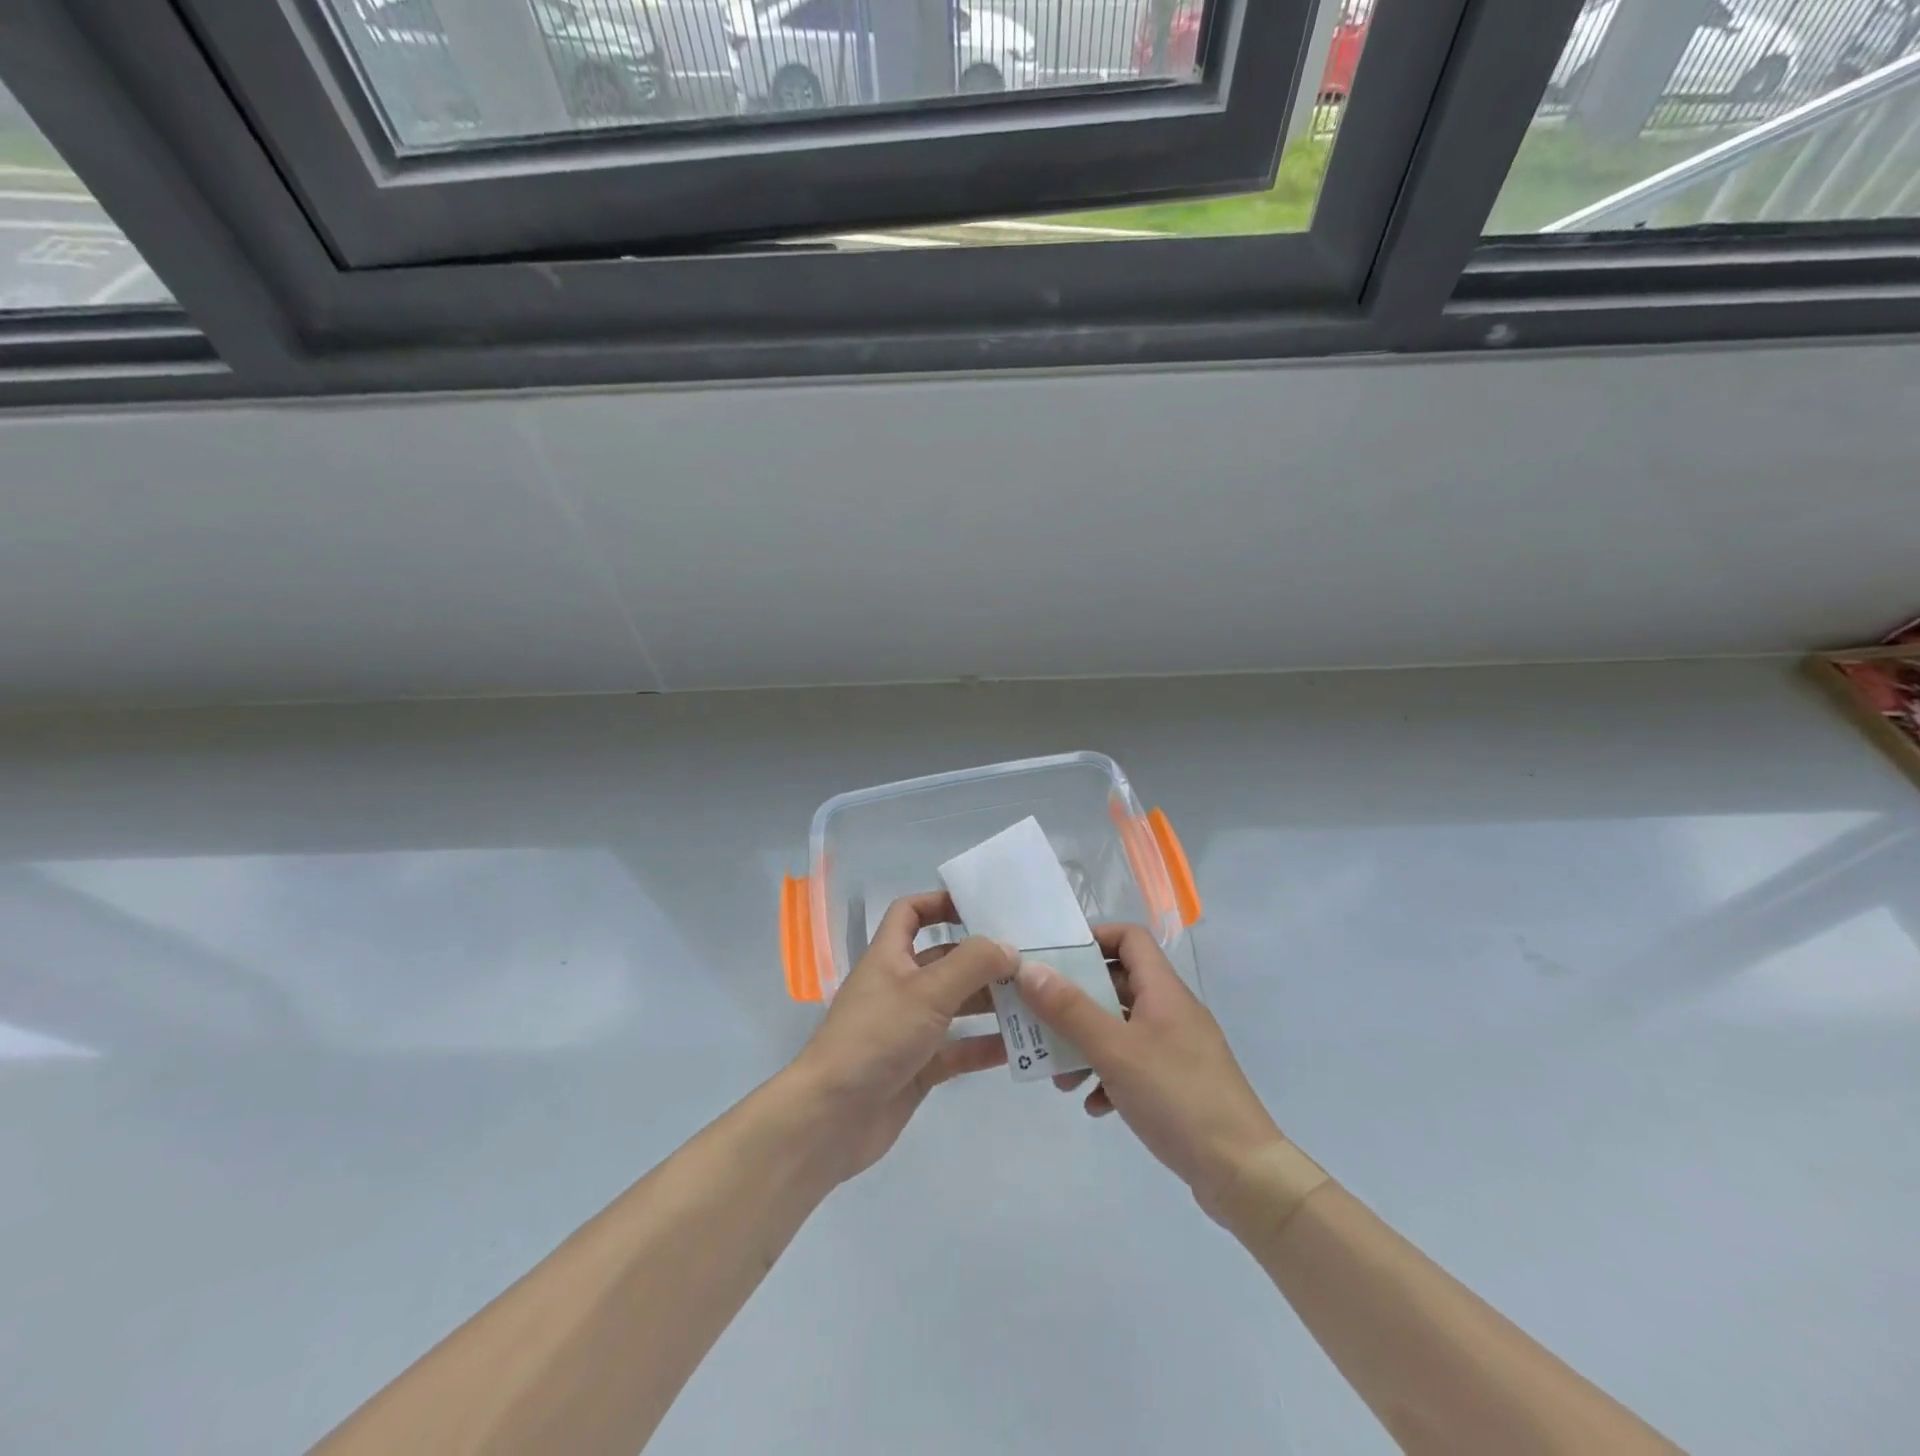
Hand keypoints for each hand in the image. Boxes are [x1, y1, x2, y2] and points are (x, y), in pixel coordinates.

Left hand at [790, 891, 1014, 1182]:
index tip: (982, 908)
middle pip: (946, 961)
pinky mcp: (919, 1067)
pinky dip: (985, 1046)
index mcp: (890, 956)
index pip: (911, 913)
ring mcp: (909, 1029)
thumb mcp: (927, 991)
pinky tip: (1022, 1047)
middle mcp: (900, 986)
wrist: (831, 1118)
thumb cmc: (876, 1037)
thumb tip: (1009, 948)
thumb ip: (972, 964)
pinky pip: (959, 1049)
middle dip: (983, 959)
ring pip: (957, 1006)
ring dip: (991, 1003)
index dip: (940, 903)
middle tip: (1030, 961)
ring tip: (1036, 1001)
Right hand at [1016, 924, 1283, 1223]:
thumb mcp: (1115, 1050)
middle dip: (1076, 1003)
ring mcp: (1177, 1049)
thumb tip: (1029, 968)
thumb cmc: (1177, 1097)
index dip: (1093, 938)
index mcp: (1163, 991)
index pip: (1129, 938)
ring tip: (1060, 1077)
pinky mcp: (1178, 1084)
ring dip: (1087, 1046)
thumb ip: (1070, 1009)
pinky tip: (1093, 1105)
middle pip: (1118, 985)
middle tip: (1040, 1019)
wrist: (1243, 1174)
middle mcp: (1171, 1011)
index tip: (1055, 959)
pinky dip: (1108, 1077)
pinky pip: (1133, 1066)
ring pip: (1121, 1030)